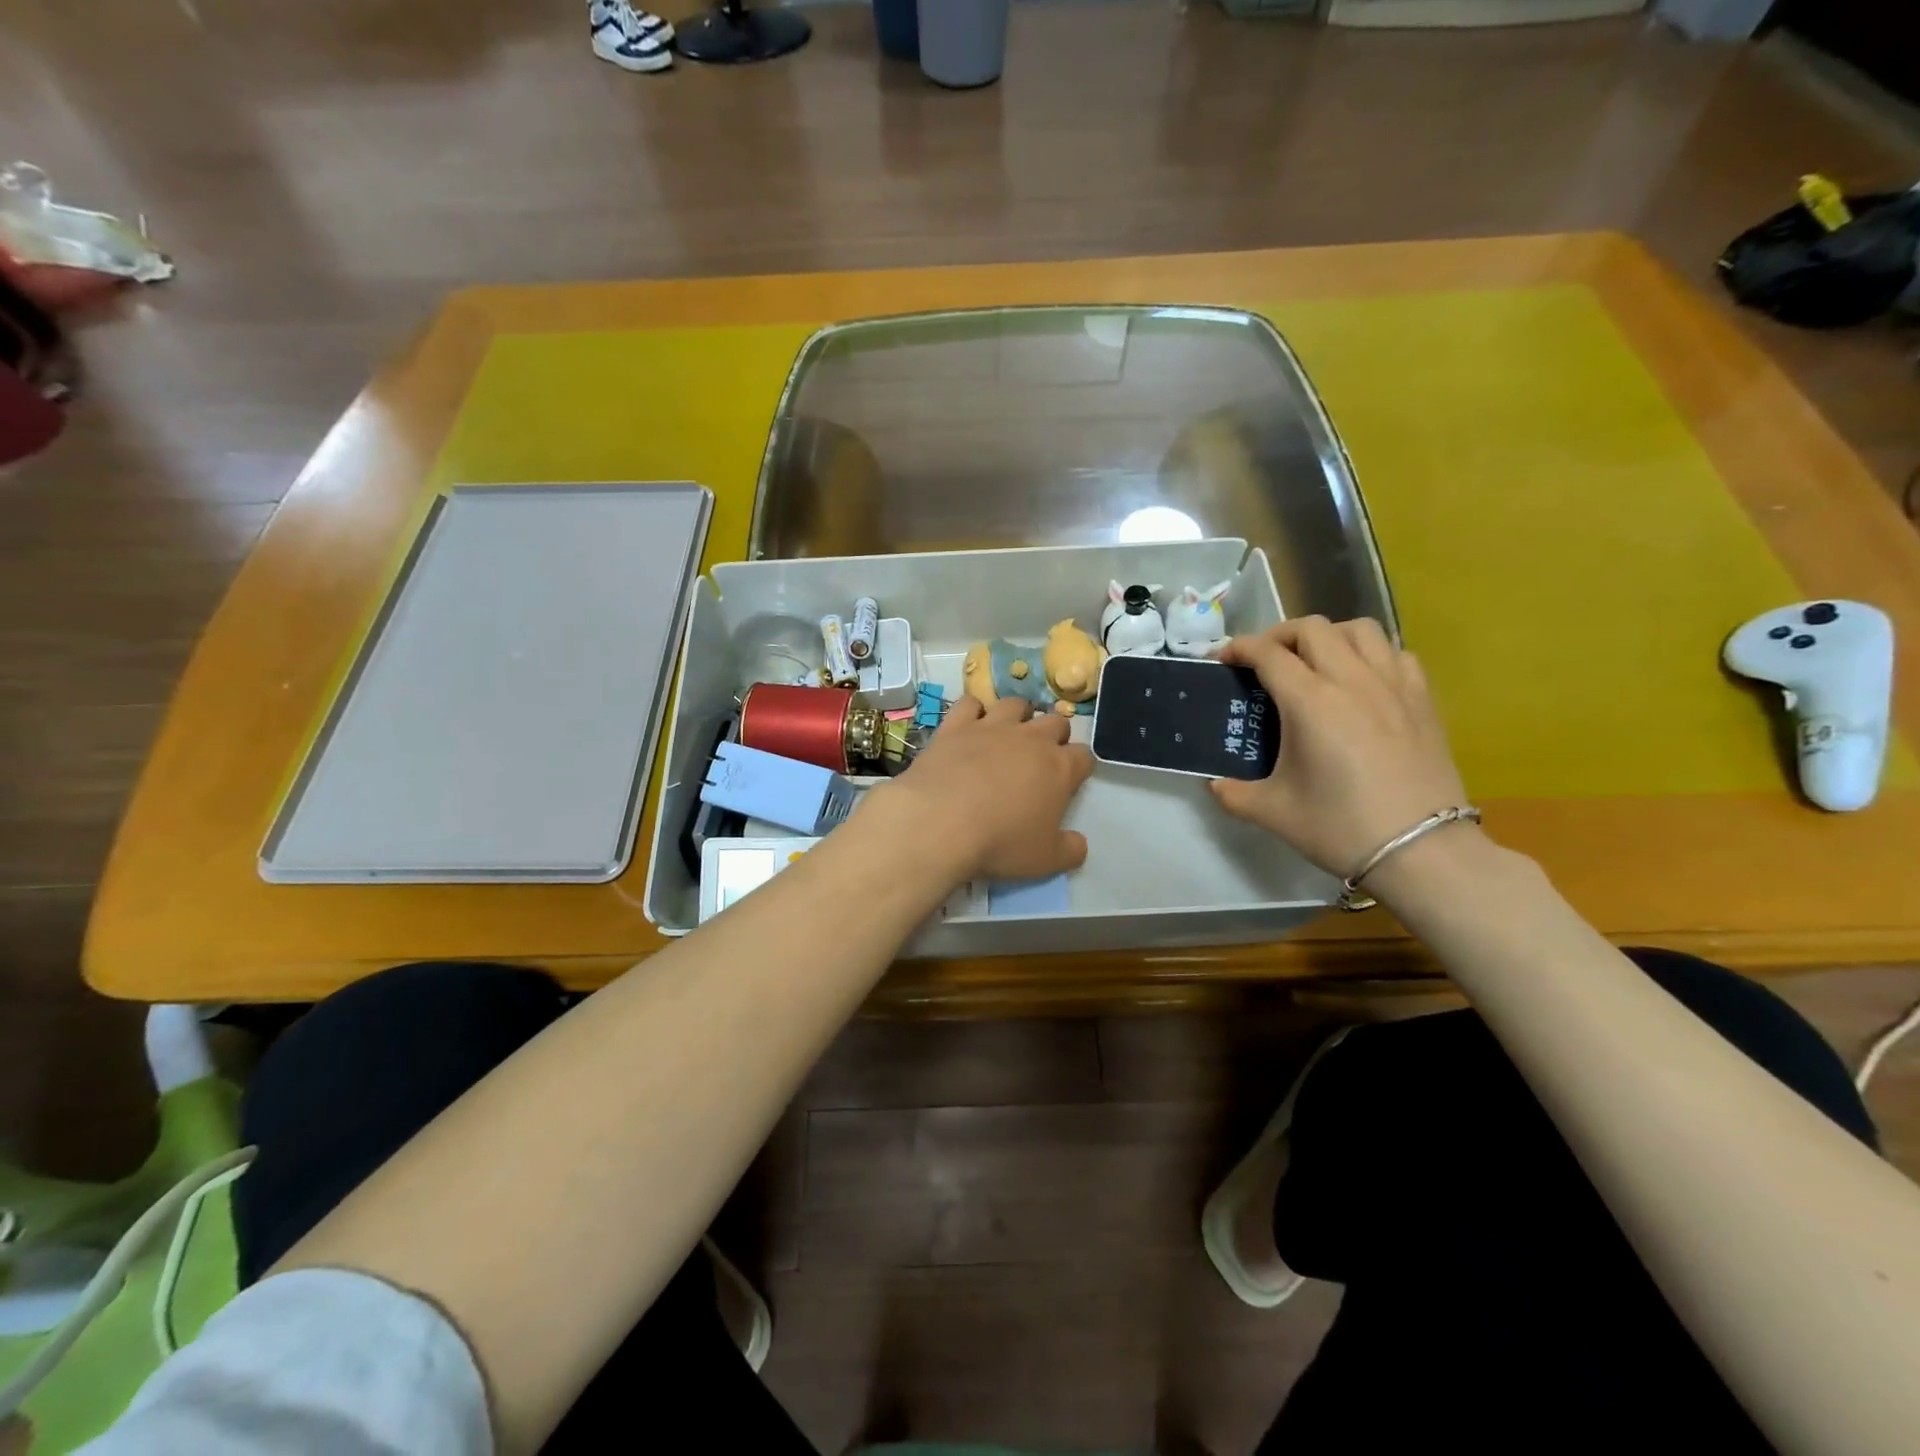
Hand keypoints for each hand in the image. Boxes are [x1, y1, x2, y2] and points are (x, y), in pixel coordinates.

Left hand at [873, 695, 1093, 881]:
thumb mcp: (1046, 861)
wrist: (941, 823)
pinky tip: (970, 725)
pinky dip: (973, 711)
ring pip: (1015, 705)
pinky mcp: (956, 726)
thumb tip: (1079, 843)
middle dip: (1055, 735)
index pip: (1084, 756)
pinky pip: (970, 704)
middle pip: (1055, 722)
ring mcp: (992, 727)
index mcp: (1059, 768)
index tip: (1070, 779)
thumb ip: (1070, 850)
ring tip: (1010, 732)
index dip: (1079, 766)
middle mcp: (1031, 739)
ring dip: (1019, 715)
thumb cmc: (1000, 843)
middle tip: (1041, 756)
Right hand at [1209, 617, 1469, 879]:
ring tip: (1314, 660)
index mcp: (1309, 701)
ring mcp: (1393, 685)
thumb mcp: (1272, 812)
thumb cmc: (1340, 827)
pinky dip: (1371, 654)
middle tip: (1264, 660)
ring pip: (1360, 629)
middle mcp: (1351, 679)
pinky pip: (1395, 653)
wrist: (1421, 851)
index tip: (1222, 659)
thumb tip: (1214, 784)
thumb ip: (1233, 793)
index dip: (1238, 648)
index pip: (1267, 653)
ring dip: (1328, 635)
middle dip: (1279, 635)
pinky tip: (1361, 680)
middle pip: (1312, 628)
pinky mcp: (1422, 699)